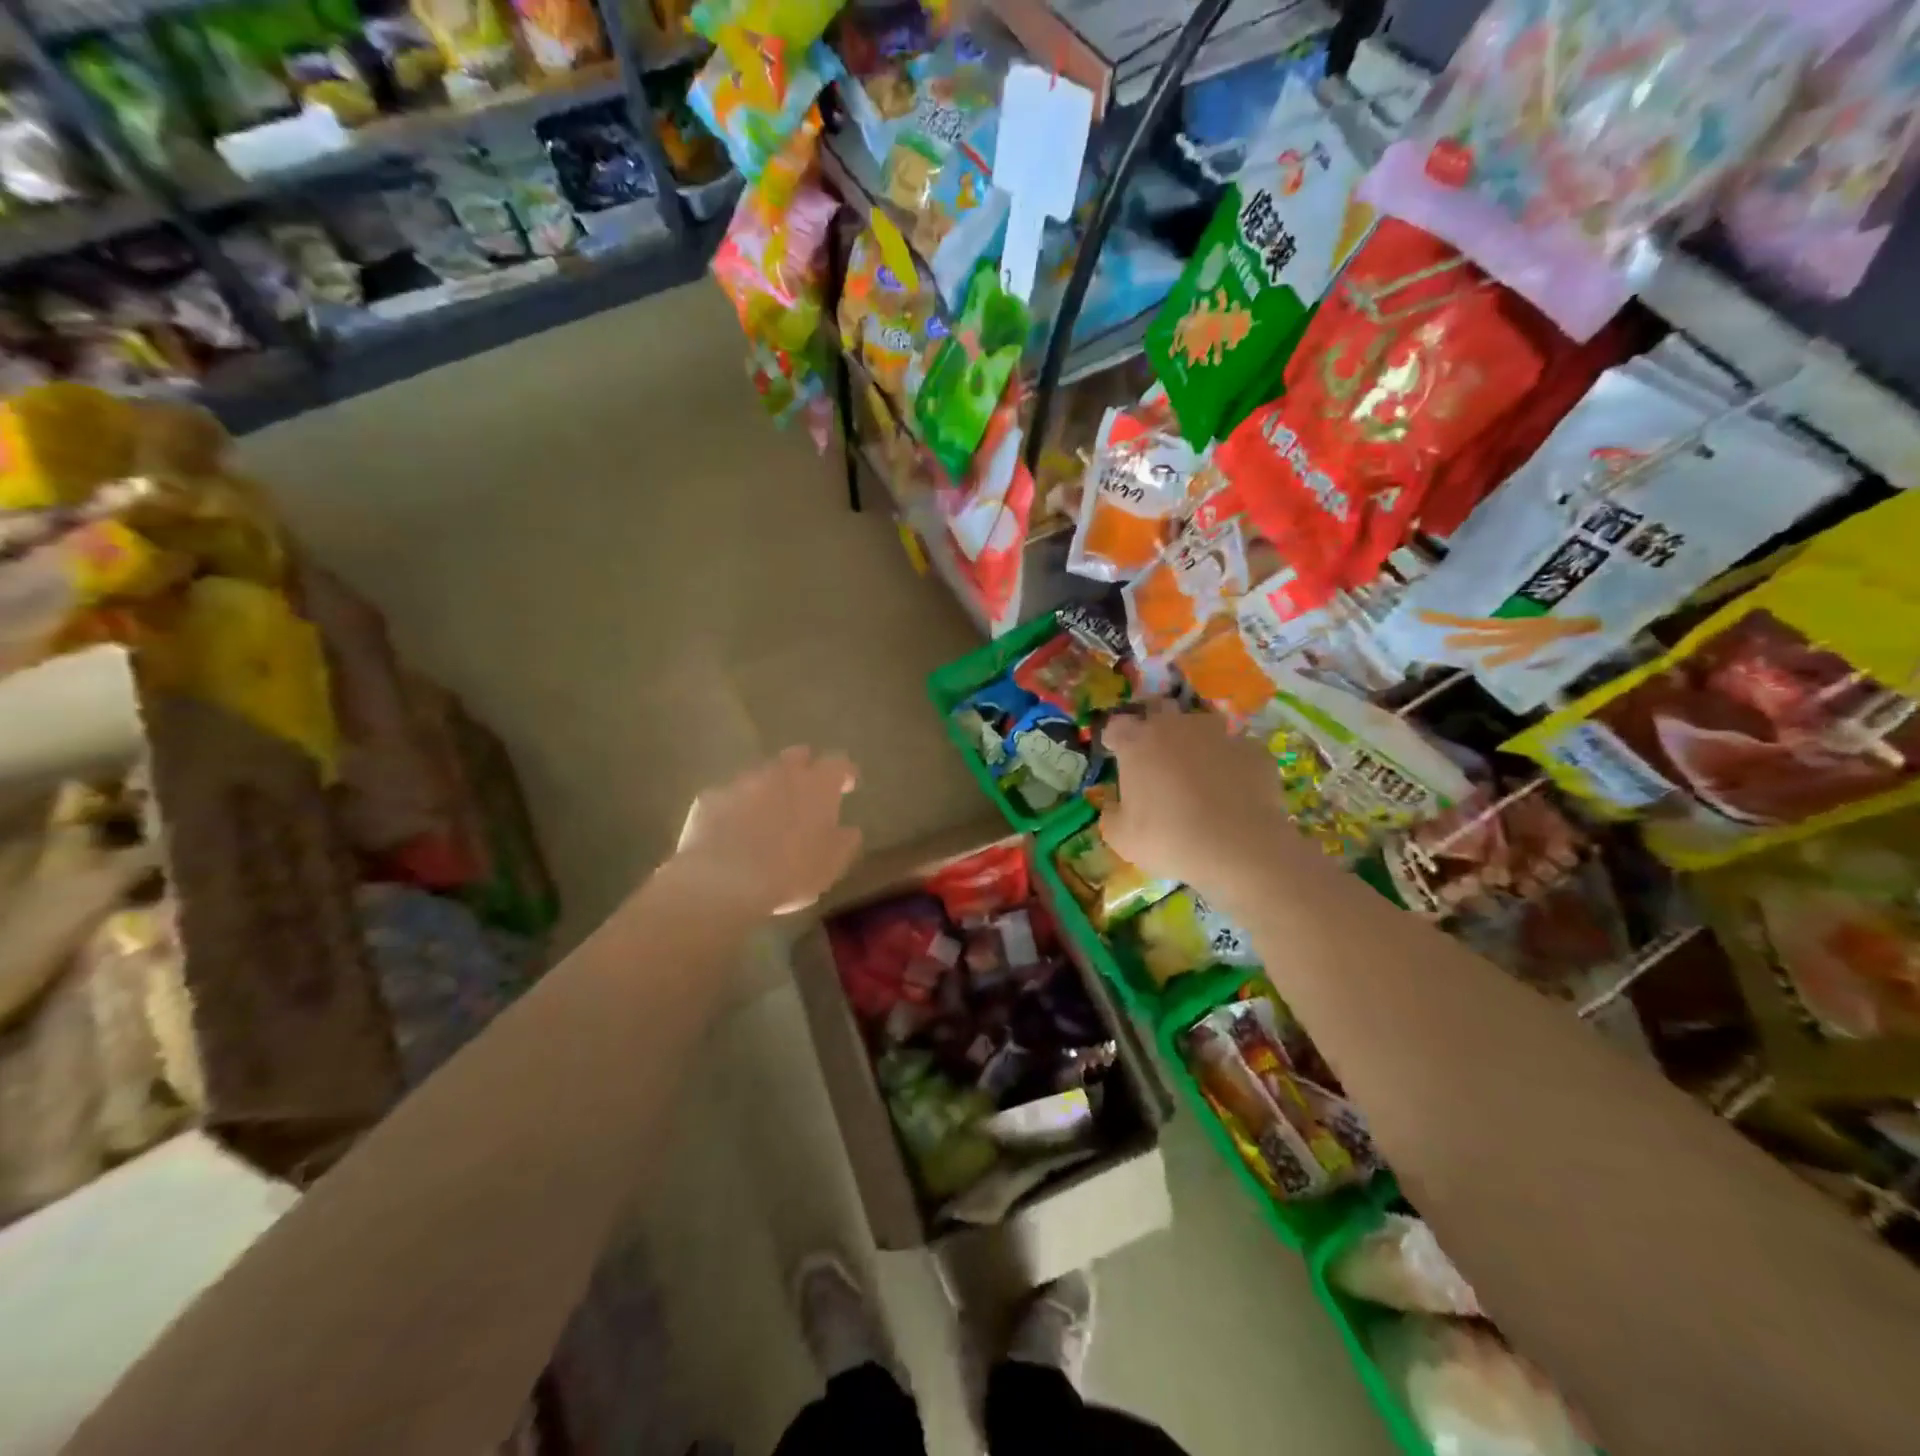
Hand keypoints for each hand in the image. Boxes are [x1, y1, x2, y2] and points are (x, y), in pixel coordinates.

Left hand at [672, 747, 861, 918]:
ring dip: (769, 788)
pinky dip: (736, 807)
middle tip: (807, 791)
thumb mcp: (831, 864)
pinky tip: (733, 830)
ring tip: (768, 814)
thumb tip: (849, 830)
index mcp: (817, 785)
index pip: (839, 764)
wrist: (723, 881)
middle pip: (798, 756)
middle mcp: (781, 773)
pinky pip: (729, 796)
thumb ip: (845, 841)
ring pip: (761, 774)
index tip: (848, 785)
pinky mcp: (710, 797)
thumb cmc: (790, 872)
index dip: (845, 773)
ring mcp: (742, 782)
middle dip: (805, 768)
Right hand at [1102, 706, 1298, 906]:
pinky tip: (1234, 787)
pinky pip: (1237, 749)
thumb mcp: (1122, 838)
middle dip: (1154, 722)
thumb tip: (1113, 807)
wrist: (1238, 846)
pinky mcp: (1253, 749)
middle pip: (1159, 708)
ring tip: (1199, 767)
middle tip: (1155, 751)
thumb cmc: (1168, 838)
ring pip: (1202, 724)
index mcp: (1137, 743)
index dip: (1115, 736)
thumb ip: (1112, 816)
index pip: (1117, 725)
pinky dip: (1231, 762)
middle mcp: (1176, 727)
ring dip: (1195, 738)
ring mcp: (1219, 734)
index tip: (1116, 751)